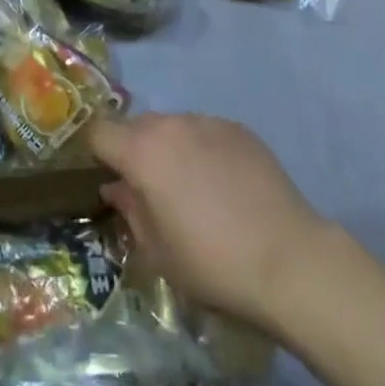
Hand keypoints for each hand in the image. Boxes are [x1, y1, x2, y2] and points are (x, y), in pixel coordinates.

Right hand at [89, 113, 331, 333]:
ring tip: (191, 190)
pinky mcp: (238, 128)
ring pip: (173, 127)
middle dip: (134, 151)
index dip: (96, 152)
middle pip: (137, 126)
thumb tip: (117, 187)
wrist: (288, 259)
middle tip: (148, 190)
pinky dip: (203, 150)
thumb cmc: (212, 264)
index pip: (99, 131)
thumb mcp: (158, 252)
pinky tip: (224, 186)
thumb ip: (130, 210)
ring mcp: (207, 121)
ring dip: (170, 149)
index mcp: (143, 152)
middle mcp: (171, 124)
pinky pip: (206, 132)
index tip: (103, 175)